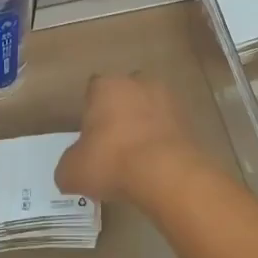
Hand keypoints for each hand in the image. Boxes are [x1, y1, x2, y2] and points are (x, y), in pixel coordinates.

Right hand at [56, 73, 203, 206]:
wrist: (166, 174)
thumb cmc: (112, 161)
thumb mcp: (72, 171)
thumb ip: (68, 166)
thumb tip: (70, 171)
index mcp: (106, 86)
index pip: (93, 90)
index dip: (91, 112)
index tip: (91, 136)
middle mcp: (137, 83)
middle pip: (125, 94)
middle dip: (120, 114)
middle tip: (114, 145)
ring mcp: (167, 99)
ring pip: (150, 109)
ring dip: (145, 126)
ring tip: (138, 159)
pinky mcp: (189, 120)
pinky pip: (169, 128)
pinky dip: (163, 142)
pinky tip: (157, 166)